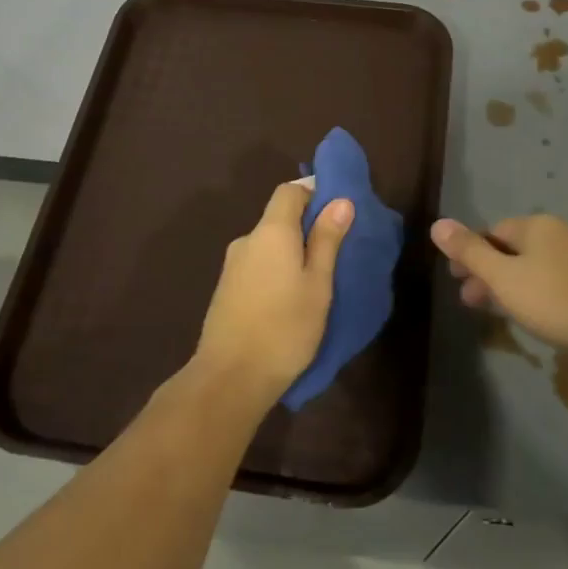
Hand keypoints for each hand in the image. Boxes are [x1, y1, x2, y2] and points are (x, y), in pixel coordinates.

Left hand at [193, 182, 353, 404]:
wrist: (230, 377)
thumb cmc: (284, 328)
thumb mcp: (318, 284)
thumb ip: (327, 240)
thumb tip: (340, 200)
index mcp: (271, 232)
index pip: (289, 191)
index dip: (314, 192)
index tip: (339, 209)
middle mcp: (247, 240)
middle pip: (278, 218)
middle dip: (307, 226)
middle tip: (337, 249)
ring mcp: (233, 266)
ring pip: (269, 244)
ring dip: (292, 251)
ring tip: (318, 278)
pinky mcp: (227, 289)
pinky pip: (258, 265)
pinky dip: (277, 269)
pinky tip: (291, 296)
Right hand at [430, 213, 567, 365]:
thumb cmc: (558, 301)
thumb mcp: (504, 278)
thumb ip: (469, 252)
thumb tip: (437, 224)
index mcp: (536, 225)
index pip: (492, 232)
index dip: (470, 255)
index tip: (457, 282)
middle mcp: (562, 231)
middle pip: (513, 247)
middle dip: (489, 272)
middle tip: (471, 301)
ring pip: (536, 265)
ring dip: (512, 284)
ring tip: (501, 312)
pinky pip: (557, 278)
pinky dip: (537, 291)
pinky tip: (538, 314)